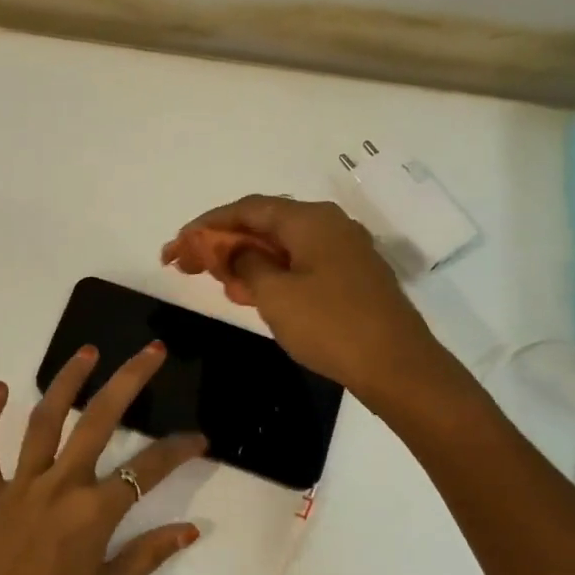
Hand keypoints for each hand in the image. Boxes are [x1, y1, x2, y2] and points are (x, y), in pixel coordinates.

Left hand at [0, 343, 207, 574]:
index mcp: (93, 513)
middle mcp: (59, 486)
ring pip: (44, 421)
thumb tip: (190, 530)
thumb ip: (146, 556)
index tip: (200, 438)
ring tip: (87, 351)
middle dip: (128, 382)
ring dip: (65, 382)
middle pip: (98, 421)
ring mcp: (19, 485)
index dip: (178, 451)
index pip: (147, 471)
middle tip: (150, 352)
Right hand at [162, 195, 446, 402]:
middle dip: (224, 242)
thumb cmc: (330, 325)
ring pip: (283, 246)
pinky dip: (271, 273)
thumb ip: (247, 264)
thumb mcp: (275, 295)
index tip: (178, 243)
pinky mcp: (351, 276)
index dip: (208, 224)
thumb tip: (238, 251)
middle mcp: (329, 225)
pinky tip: (252, 294)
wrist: (396, 365)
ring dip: (246, 259)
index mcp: (310, 220)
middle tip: (188, 264)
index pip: (248, 208)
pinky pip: (301, 264)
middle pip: (265, 224)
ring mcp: (344, 250)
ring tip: (215, 280)